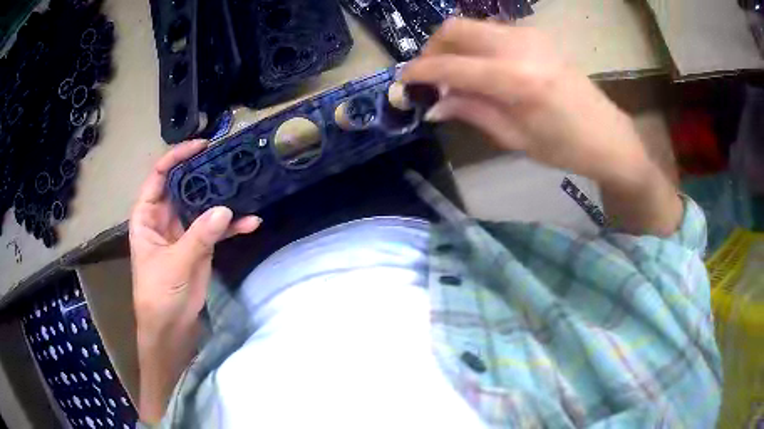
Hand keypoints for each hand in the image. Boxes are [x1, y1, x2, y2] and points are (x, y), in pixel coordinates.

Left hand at [129, 140, 259, 421]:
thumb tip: (226, 211)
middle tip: (229, 159)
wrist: (170, 329)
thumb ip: (199, 237)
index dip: (177, 158)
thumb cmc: (158, 295)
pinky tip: (251, 222)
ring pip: (203, 205)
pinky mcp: (200, 246)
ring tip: (245, 184)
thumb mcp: (174, 264)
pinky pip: (217, 229)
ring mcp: (184, 231)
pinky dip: (233, 226)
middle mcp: (165, 218)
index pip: (159, 176)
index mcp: (147, 216)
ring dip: (223, 197)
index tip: (201, 146)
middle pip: (184, 186)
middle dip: (205, 172)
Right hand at [402, 19, 682, 235]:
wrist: (609, 136)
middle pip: (454, 28)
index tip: (403, 82)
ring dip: (454, 44)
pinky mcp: (537, 35)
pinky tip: (481, 67)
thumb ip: (471, 112)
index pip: (450, 65)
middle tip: (430, 76)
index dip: (419, 72)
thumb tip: (432, 105)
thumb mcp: (515, 138)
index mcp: (515, 80)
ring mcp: (530, 36)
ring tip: (455, 74)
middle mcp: (519, 47)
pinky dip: (475, 44)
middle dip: (432, 49)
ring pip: (472, 25)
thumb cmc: (565, 148)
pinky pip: (492, 30)